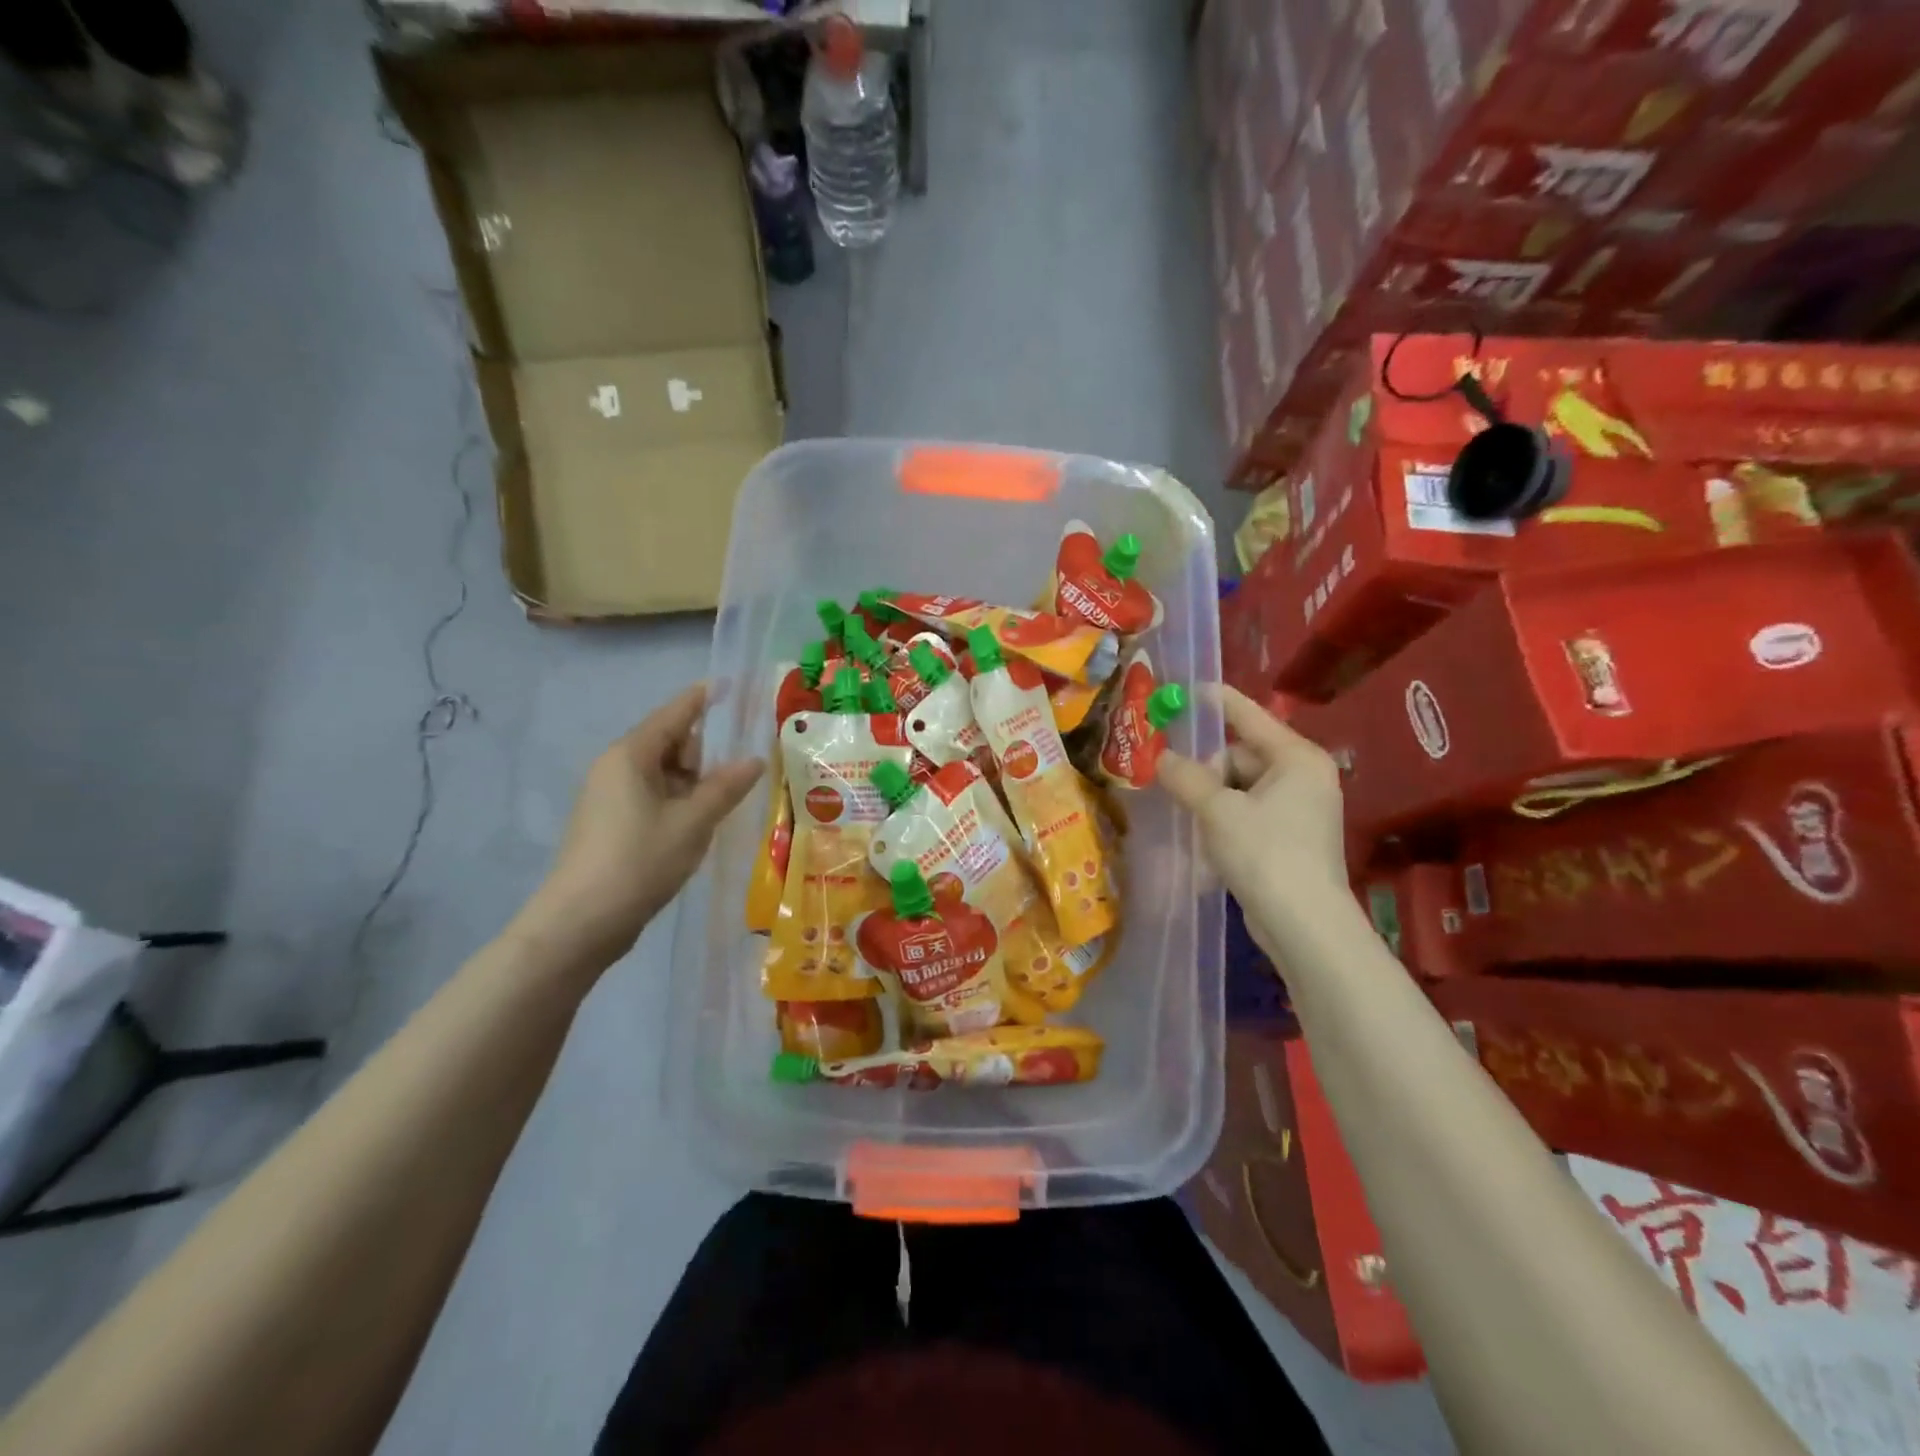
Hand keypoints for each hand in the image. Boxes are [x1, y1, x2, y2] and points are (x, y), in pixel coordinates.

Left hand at [518, 684, 763, 966]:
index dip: (702, 699)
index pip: (674, 714)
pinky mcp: (610, 824)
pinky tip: (699, 824)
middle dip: (705, 754)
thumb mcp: (693, 822)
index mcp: (631, 756)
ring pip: (662, 774)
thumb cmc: (639, 861)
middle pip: (670, 744)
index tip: (728, 684)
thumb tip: (754, 759)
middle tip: (742, 772)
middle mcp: (616, 768)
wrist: (580, 922)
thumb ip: (726, 787)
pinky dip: (679, 802)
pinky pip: (652, 797)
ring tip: (727, 802)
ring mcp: (609, 797)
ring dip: (695, 783)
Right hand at [1158, 686, 1350, 955]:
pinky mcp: (1289, 838)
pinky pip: (1247, 811)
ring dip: (1211, 798)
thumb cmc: (1264, 852)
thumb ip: (1186, 777)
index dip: (1217, 701)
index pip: (1249, 716)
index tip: (1187, 688)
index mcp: (1296, 757)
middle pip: (1240, 755)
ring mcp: (1299, 809)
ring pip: (1240, 786)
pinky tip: (1207, 838)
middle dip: (1207, 770)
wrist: (1303, 923)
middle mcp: (1303, 776)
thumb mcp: (1217, 809)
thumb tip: (1160, 758)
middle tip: (1180, 790)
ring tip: (1194, 821)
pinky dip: (1225, 818)